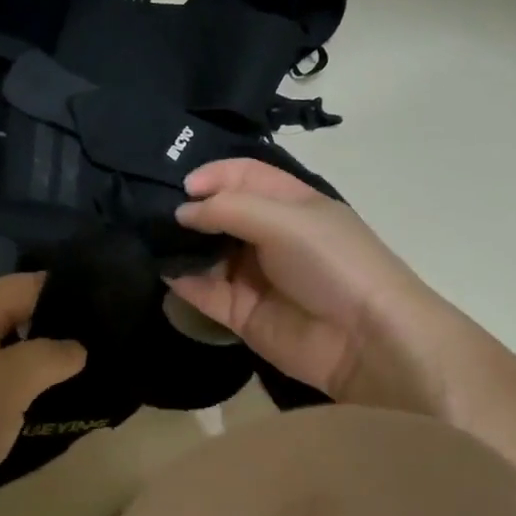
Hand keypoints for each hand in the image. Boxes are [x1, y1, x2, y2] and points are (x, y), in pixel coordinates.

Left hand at [0, 274, 85, 515]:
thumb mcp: (9, 382)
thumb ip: (50, 356)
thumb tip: (76, 347)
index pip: (32, 285)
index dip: (73, 294)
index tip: (115, 312)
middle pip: (19, 321)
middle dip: (61, 335)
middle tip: (109, 354)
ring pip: (5, 360)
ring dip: (40, 372)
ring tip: (88, 384)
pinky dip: (17, 399)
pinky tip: (46, 413)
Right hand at [170, 159, 463, 413]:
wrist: (365, 340)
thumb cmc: (331, 264)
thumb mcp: (286, 220)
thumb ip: (229, 210)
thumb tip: (182, 212)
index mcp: (290, 204)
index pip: (244, 177)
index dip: (214, 175)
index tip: (183, 186)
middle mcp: (269, 236)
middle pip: (221, 214)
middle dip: (190, 210)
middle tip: (154, 211)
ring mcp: (253, 276)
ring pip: (207, 253)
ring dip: (181, 245)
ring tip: (150, 239)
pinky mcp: (240, 313)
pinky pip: (204, 292)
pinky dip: (183, 281)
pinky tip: (163, 270)